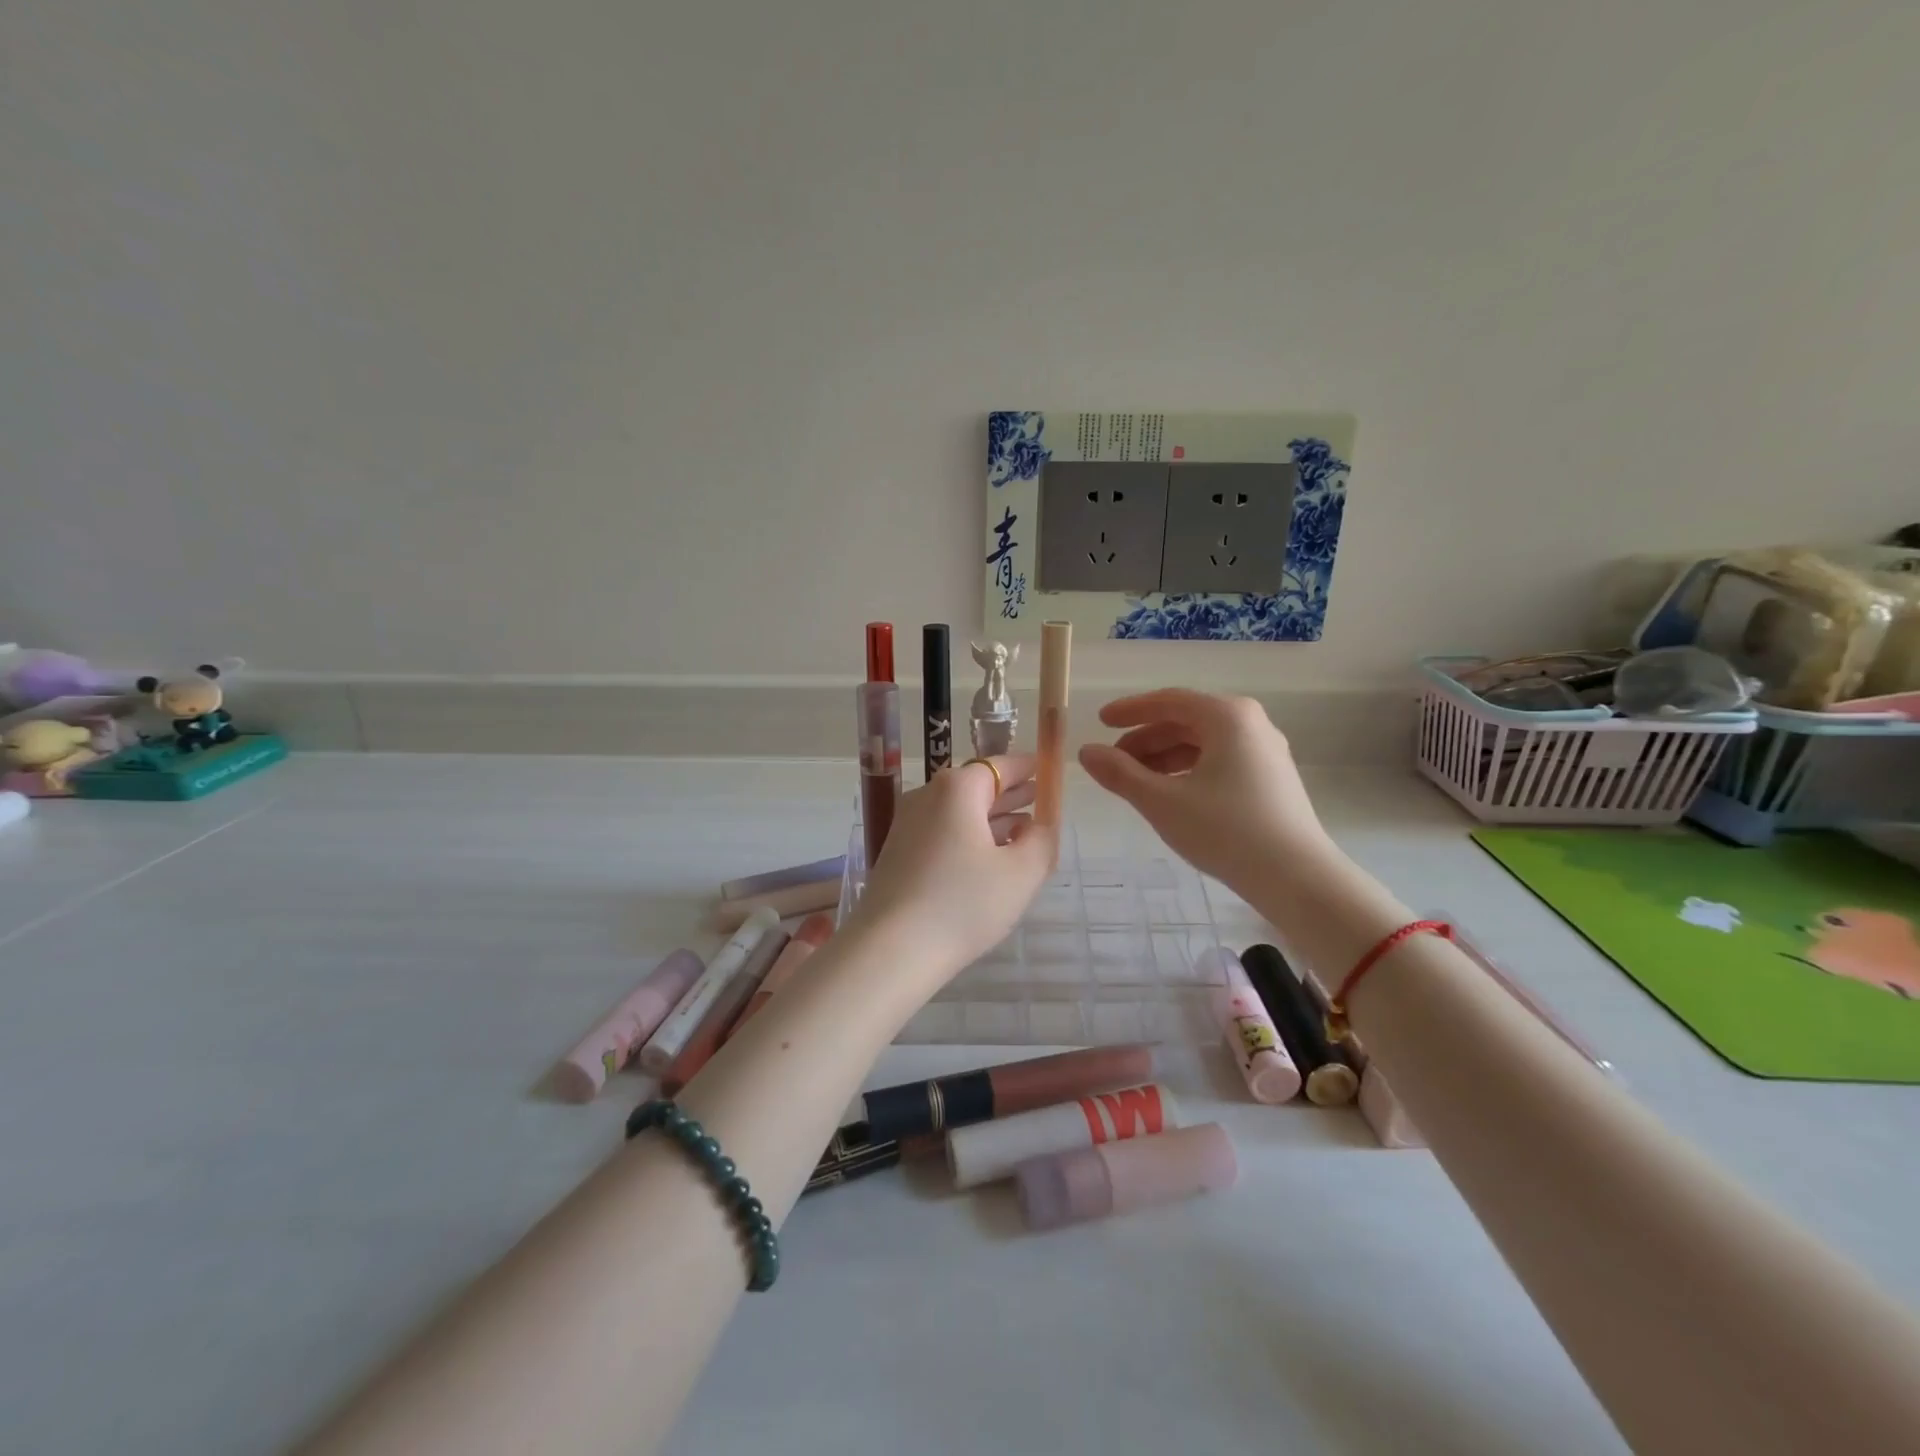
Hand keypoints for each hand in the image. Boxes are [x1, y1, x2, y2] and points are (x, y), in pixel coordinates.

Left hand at [847, 755, 1056, 991]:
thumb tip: (1040, 824)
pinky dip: (969, 838)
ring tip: (1023, 833)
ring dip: (992, 819)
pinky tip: (988, 861)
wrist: (890, 950)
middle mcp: (927, 796)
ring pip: (959, 812)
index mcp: (957, 788)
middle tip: (1041, 801)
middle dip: (1011, 794)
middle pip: (977, 786)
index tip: (1049, 771)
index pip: (1000, 765)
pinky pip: (943, 834)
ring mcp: (907, 825)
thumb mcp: (1021, 873)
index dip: (1029, 768)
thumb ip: (1042, 840)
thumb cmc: (963, 904)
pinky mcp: (898, 854)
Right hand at [1078, 690, 1333, 891]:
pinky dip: (1189, 770)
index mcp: (1227, 717)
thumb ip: (1120, 773)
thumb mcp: (1162, 801)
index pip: (1168, 701)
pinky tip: (1171, 794)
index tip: (1100, 721)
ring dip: (1165, 757)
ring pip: (1204, 742)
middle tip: (1113, 761)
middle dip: (1145, 739)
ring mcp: (1266, 750)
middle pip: (1186, 720)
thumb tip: (1086, 752)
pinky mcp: (1272, 777)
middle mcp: (1251, 723)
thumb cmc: (1226, 831)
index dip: (1130, 710)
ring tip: (1136, 782)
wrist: (1297, 878)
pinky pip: (1220, 759)